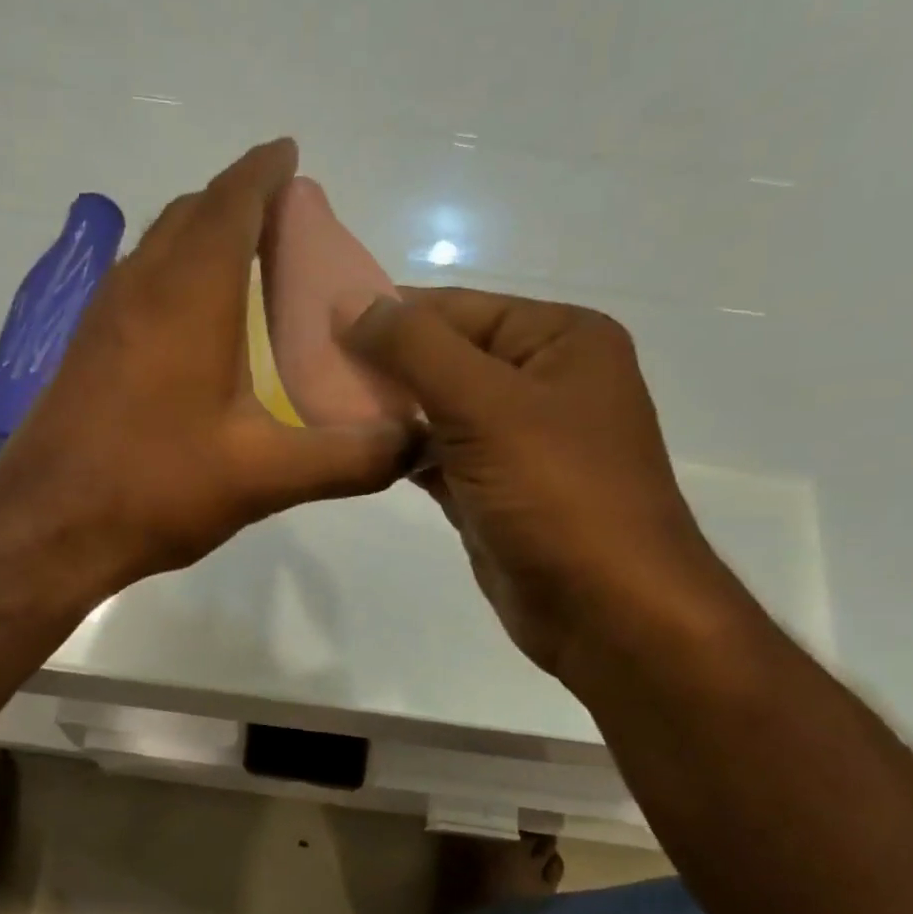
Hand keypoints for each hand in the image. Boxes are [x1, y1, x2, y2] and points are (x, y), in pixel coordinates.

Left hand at [0, 140, 415, 593]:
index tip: (292, 157)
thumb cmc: (156, 487)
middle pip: (192, 214)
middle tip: (288, 225)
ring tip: (250, 267)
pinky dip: (174, 279)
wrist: (47, 527)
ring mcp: (103, 317)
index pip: (232, 199)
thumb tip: (416, 442)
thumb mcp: (264, 477)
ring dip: (202, 239)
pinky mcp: (85, 351)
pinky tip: (196, 329)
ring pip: (158, 248)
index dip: (265, 171)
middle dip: (239, 202)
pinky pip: (137, 287)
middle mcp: (141, 285)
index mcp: (190, 293)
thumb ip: (348, 458)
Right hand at [341, 288, 742, 679]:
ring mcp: (516, 439)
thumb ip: (415, 349)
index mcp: (558, 340)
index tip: (314, 326)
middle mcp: (540, 380)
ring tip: (317, 409)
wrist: (605, 610)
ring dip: (384, 411)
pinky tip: (353, 450)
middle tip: (306, 372)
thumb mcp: (485, 406)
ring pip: (435, 409)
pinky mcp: (492, 488)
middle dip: (380, 366)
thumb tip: (350, 303)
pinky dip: (399, 452)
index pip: (456, 308)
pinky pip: (436, 455)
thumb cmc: (556, 494)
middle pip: (443, 357)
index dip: (386, 315)